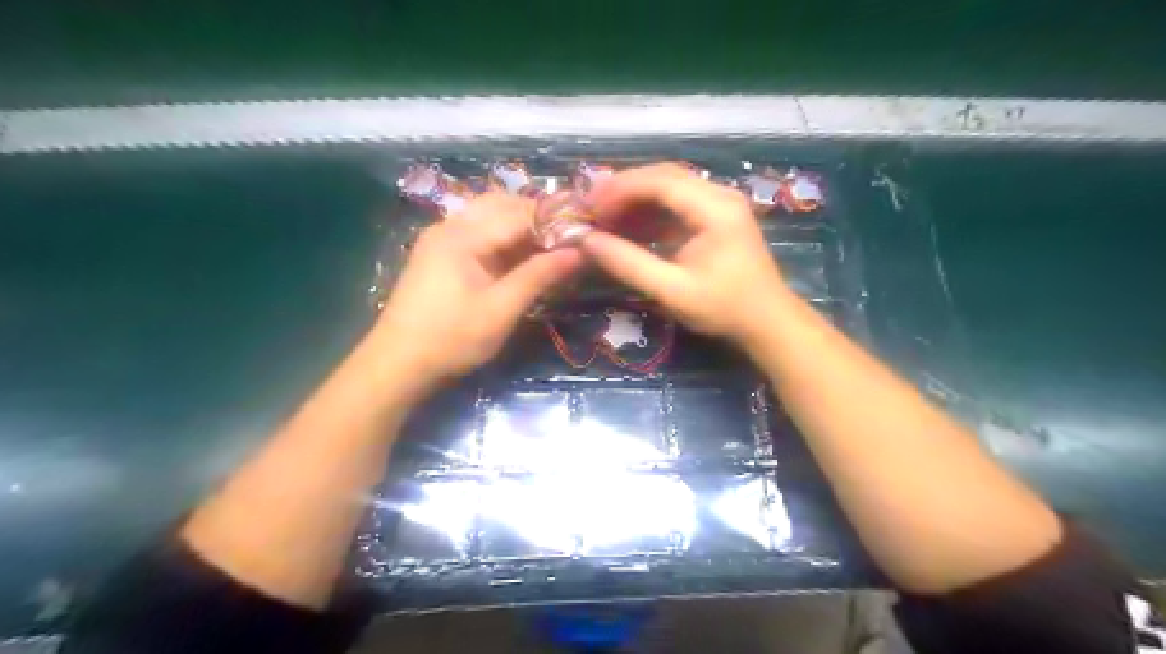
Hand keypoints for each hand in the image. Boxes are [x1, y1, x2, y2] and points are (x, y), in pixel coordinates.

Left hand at [376, 191, 579, 386]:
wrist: (397, 364)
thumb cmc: (451, 339)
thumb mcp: (501, 310)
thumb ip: (539, 276)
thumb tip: (579, 253)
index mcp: (463, 235)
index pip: (519, 213)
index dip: (555, 220)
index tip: (585, 233)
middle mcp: (450, 225)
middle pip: (502, 204)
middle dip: (538, 218)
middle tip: (568, 241)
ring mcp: (442, 238)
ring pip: (490, 215)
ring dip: (521, 226)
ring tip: (549, 249)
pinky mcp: (439, 253)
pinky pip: (478, 232)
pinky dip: (503, 238)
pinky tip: (520, 258)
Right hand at [583, 165, 792, 346]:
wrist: (767, 322)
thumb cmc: (724, 308)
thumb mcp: (672, 291)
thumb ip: (629, 264)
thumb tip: (587, 242)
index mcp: (714, 208)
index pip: (660, 181)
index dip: (619, 189)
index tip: (589, 206)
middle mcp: (718, 195)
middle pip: (663, 176)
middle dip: (623, 190)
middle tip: (590, 210)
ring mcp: (718, 204)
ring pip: (667, 187)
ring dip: (634, 201)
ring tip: (603, 220)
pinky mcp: (714, 217)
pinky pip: (676, 204)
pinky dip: (649, 213)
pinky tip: (627, 229)